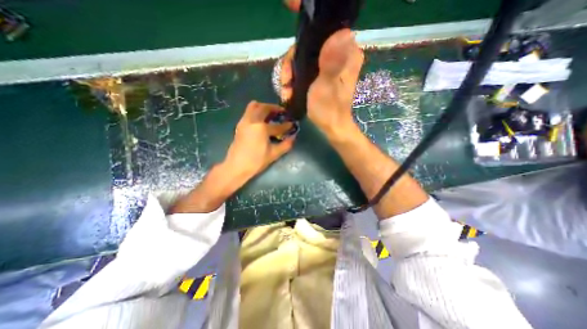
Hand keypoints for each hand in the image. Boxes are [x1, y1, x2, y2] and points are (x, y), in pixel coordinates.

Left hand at [225, 102, 297, 180]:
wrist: (236, 167)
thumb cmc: (256, 161)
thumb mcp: (274, 154)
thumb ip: (286, 145)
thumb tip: (293, 137)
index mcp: (261, 128)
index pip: (277, 125)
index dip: (286, 125)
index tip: (292, 124)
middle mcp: (252, 120)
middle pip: (264, 107)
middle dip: (274, 108)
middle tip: (281, 113)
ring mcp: (244, 121)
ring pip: (253, 106)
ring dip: (264, 107)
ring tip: (271, 114)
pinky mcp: (240, 125)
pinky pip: (248, 112)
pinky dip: (256, 112)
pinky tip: (262, 121)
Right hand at [278, 28, 363, 140]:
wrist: (332, 127)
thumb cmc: (329, 109)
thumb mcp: (327, 85)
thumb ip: (331, 61)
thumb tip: (342, 32)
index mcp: (347, 55)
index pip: (318, 38)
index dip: (299, 51)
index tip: (289, 70)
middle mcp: (339, 57)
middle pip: (308, 50)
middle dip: (292, 67)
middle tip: (285, 84)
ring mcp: (330, 67)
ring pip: (304, 61)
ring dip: (291, 77)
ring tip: (286, 93)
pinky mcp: (323, 77)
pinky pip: (305, 71)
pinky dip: (296, 81)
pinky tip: (290, 93)